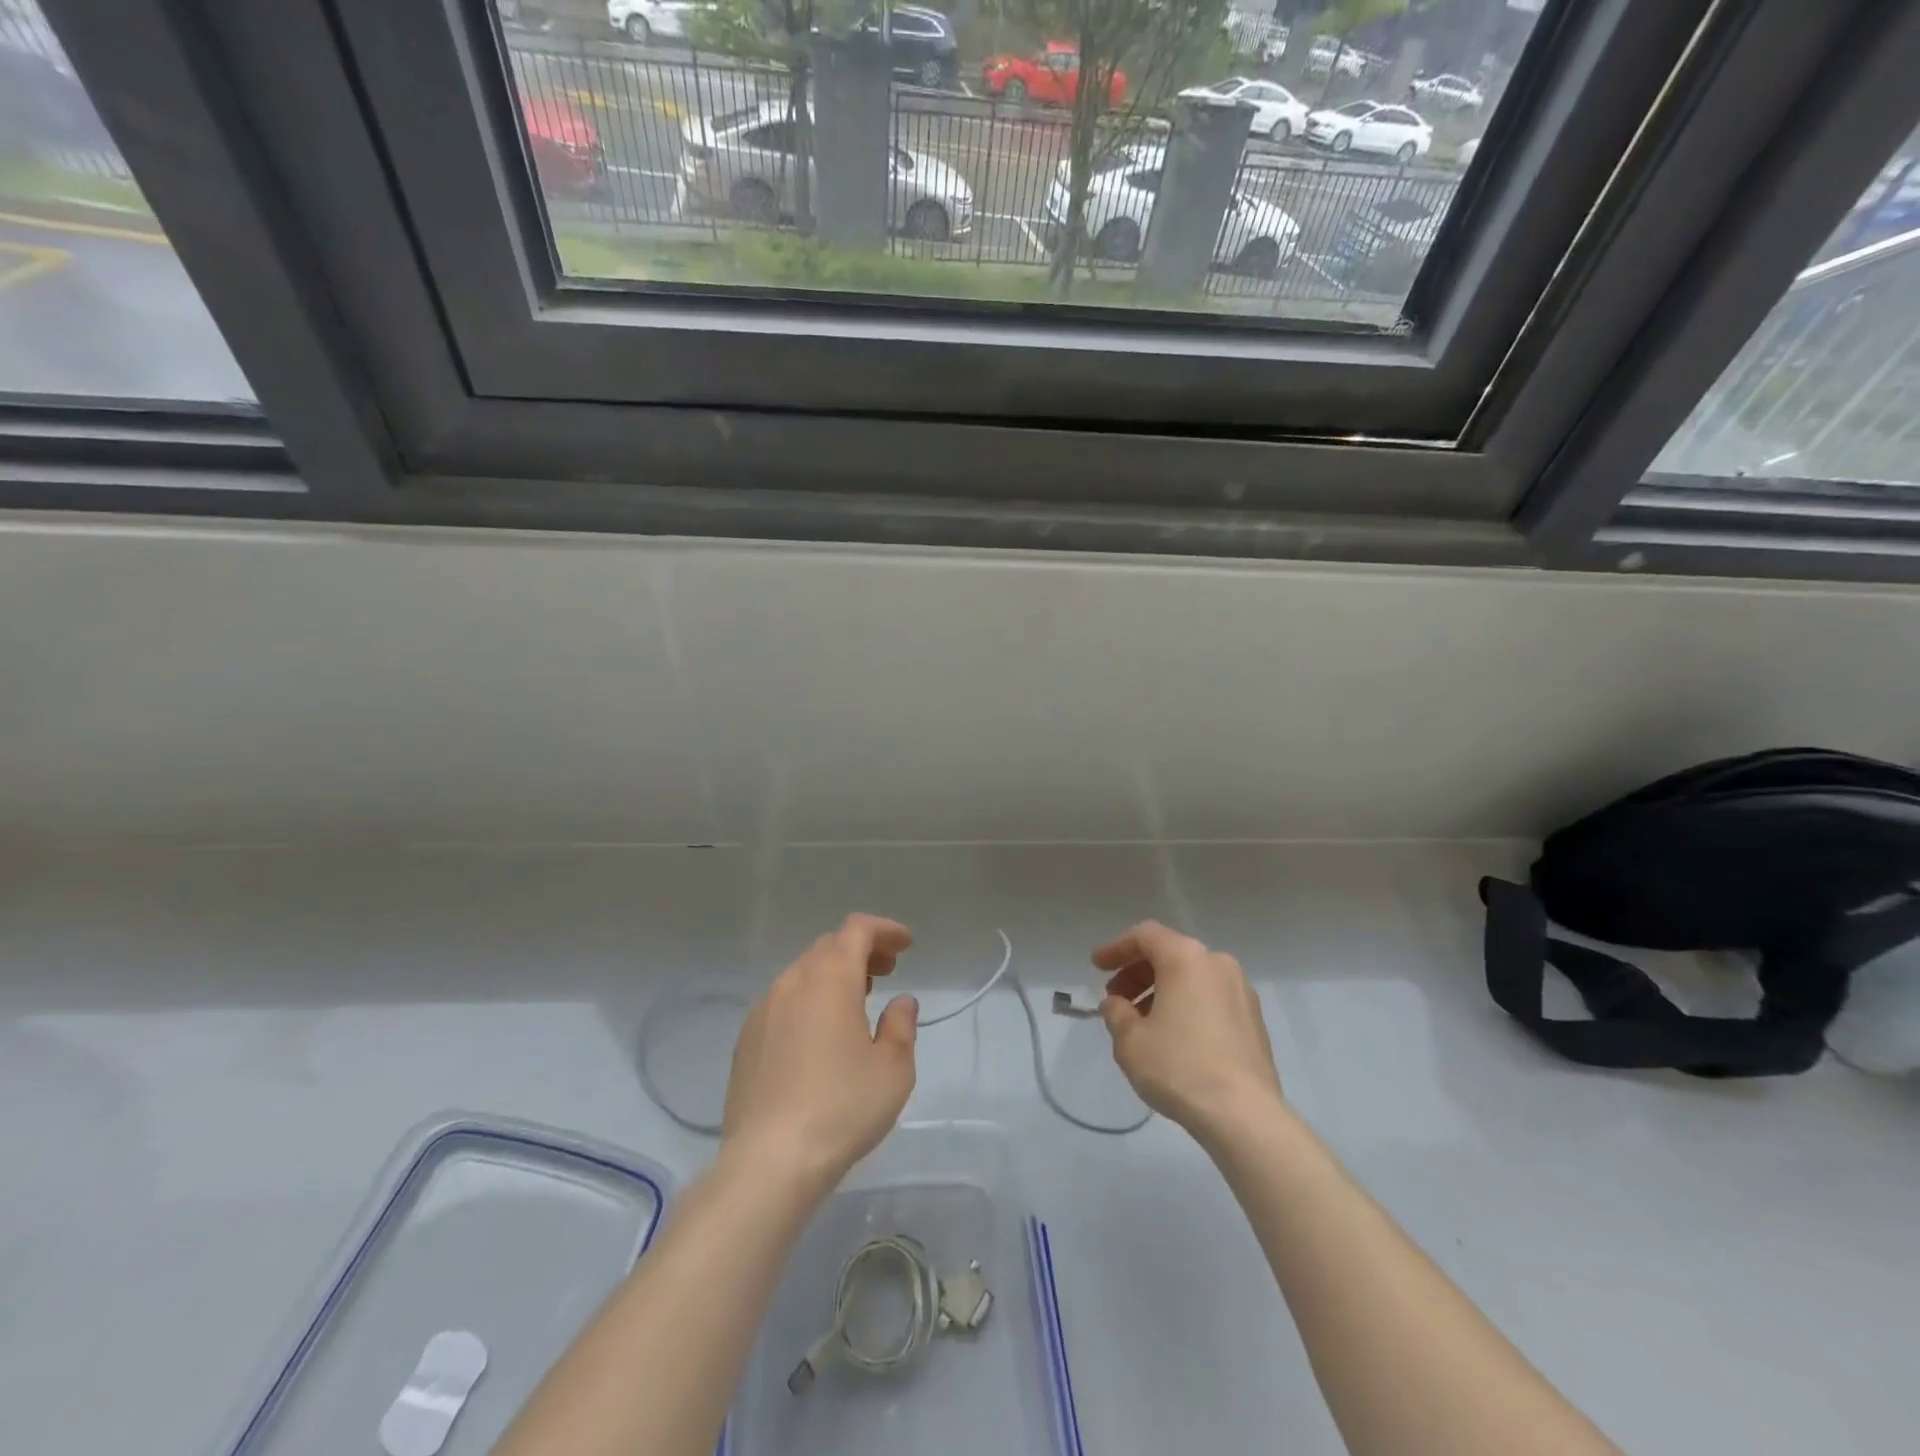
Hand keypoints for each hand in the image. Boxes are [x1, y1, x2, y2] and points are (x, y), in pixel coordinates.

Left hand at [721, 913, 918, 1193]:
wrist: (768, 1162)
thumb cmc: (842, 1108)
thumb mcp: (893, 1069)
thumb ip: (901, 1025)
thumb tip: (901, 1002)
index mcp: (830, 978)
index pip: (857, 929)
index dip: (884, 930)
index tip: (906, 945)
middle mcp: (792, 982)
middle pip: (829, 946)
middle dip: (861, 950)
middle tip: (887, 972)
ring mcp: (763, 1010)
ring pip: (803, 973)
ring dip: (834, 975)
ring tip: (857, 1001)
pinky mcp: (746, 1040)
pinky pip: (783, 1001)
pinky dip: (809, 999)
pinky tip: (820, 1035)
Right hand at [1092, 921, 1282, 1138]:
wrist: (1244, 1115)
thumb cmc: (1179, 1067)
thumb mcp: (1130, 1040)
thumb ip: (1116, 1013)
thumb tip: (1117, 1004)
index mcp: (1186, 958)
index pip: (1145, 936)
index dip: (1116, 948)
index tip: (1096, 967)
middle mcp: (1217, 963)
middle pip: (1169, 953)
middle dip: (1137, 972)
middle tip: (1116, 998)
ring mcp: (1241, 990)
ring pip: (1192, 976)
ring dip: (1161, 990)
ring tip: (1141, 1022)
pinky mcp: (1254, 1019)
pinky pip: (1211, 997)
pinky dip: (1186, 1004)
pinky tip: (1173, 1035)